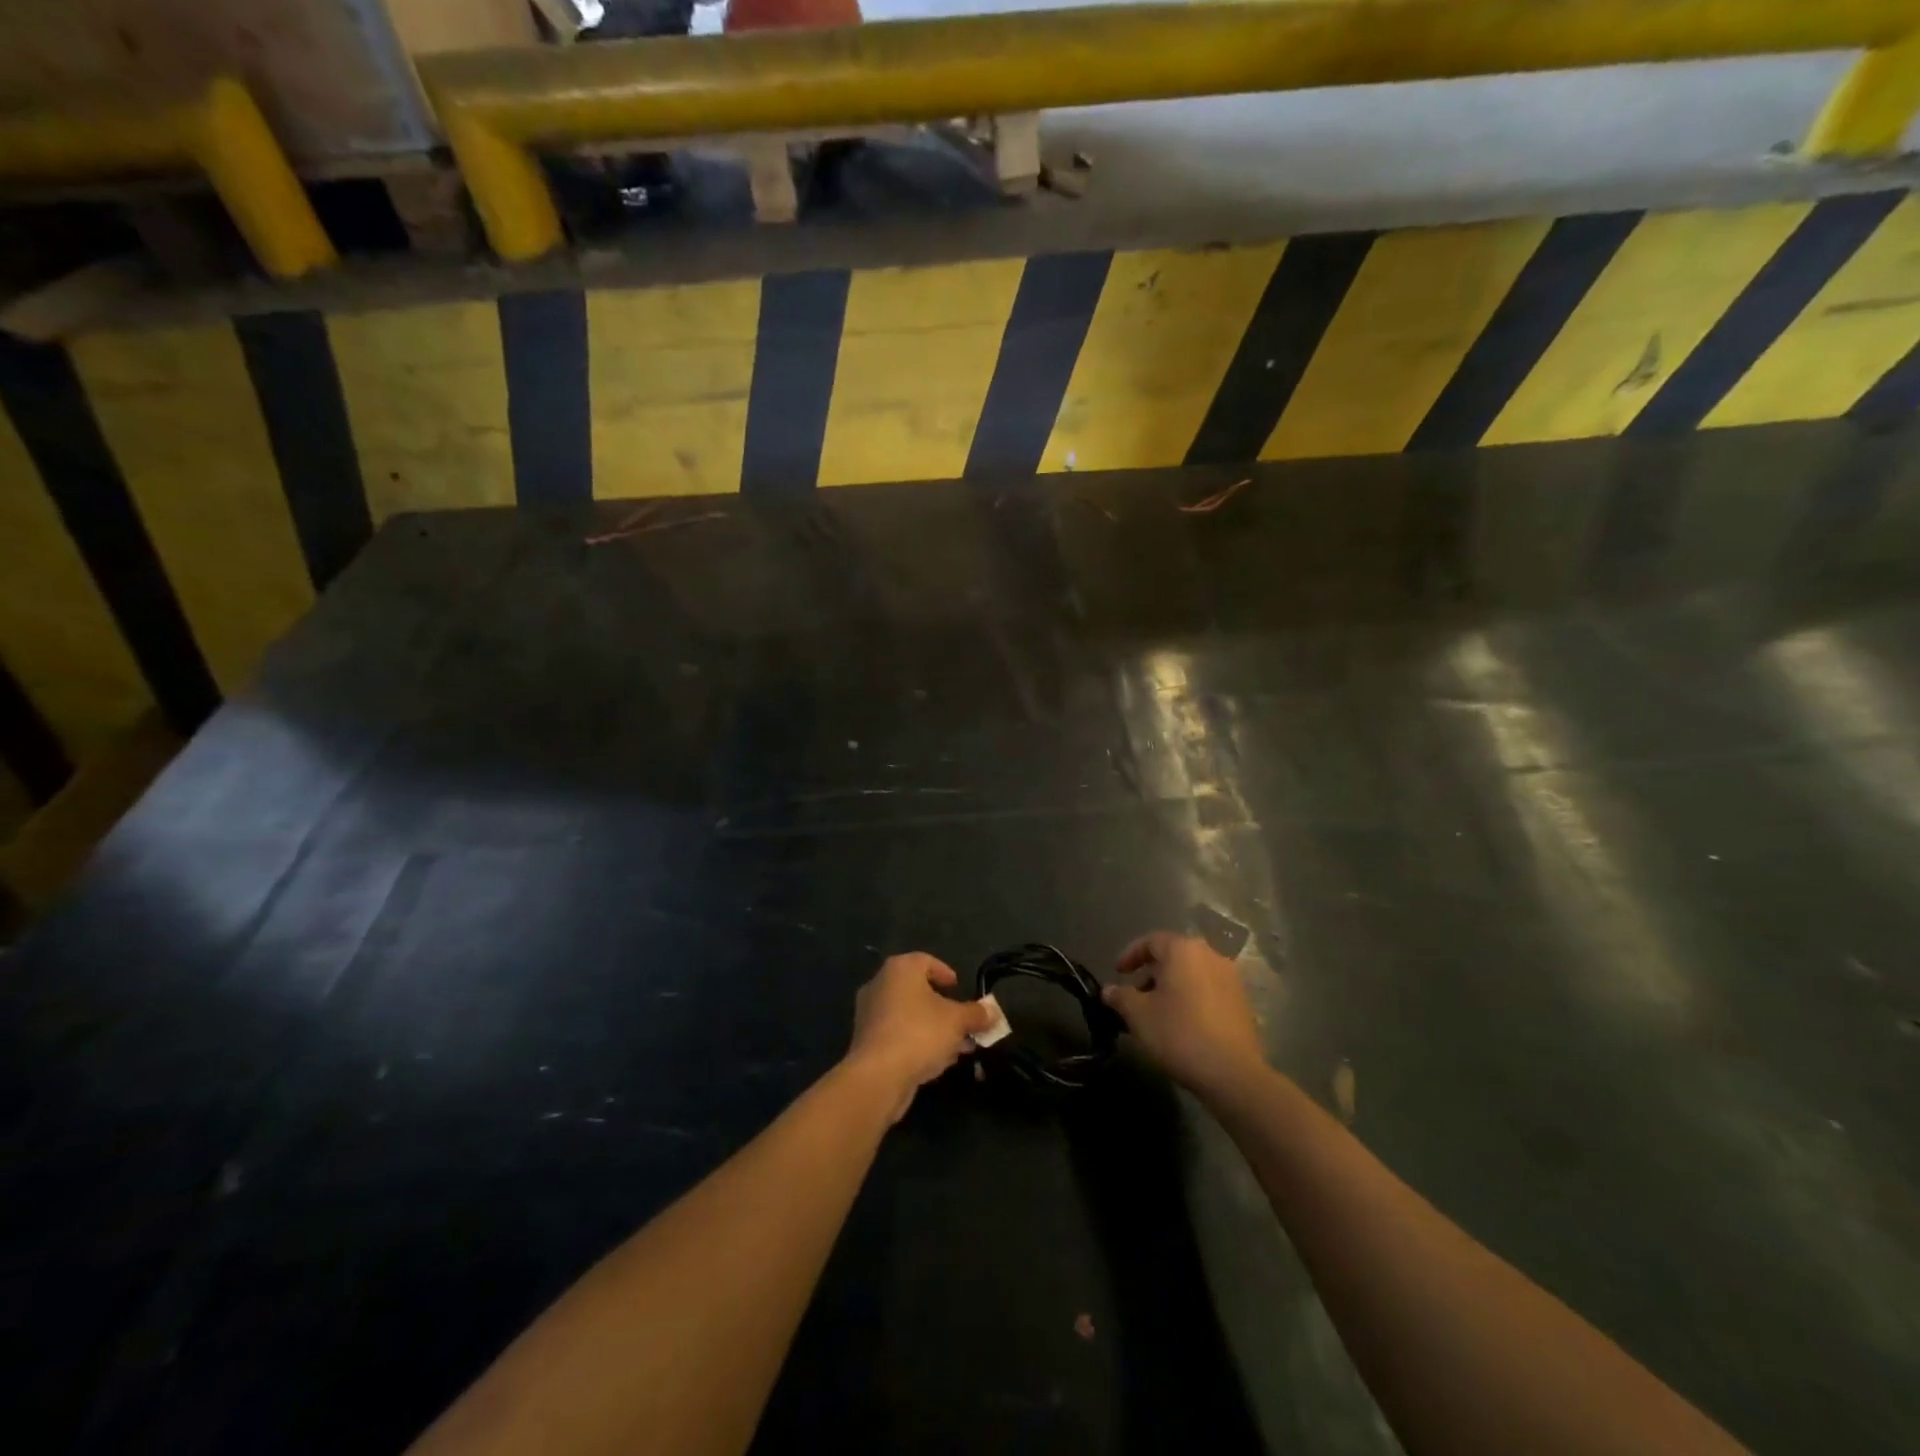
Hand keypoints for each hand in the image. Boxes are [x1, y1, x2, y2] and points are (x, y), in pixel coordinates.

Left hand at [846, 953, 995, 1121]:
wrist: (878, 1076)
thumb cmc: (920, 1033)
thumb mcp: (958, 1021)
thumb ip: (977, 1014)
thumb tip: (993, 1013)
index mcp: (900, 969)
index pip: (926, 961)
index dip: (945, 973)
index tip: (959, 989)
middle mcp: (880, 984)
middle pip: (918, 990)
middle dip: (944, 1007)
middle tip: (963, 1022)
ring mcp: (869, 1013)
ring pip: (909, 1015)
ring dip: (933, 1028)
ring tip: (957, 1046)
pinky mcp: (866, 1041)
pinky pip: (898, 1034)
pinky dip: (917, 1041)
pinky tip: (937, 1060)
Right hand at [1102, 931, 1265, 1097]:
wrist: (1233, 1073)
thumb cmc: (1179, 1034)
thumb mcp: (1139, 1015)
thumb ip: (1120, 997)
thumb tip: (1108, 990)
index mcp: (1183, 950)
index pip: (1151, 941)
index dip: (1130, 955)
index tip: (1117, 973)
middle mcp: (1210, 955)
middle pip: (1173, 956)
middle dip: (1150, 973)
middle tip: (1135, 994)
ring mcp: (1230, 978)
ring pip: (1192, 973)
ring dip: (1171, 986)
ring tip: (1156, 1011)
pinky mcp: (1242, 1001)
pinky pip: (1208, 989)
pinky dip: (1191, 997)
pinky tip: (1181, 1022)